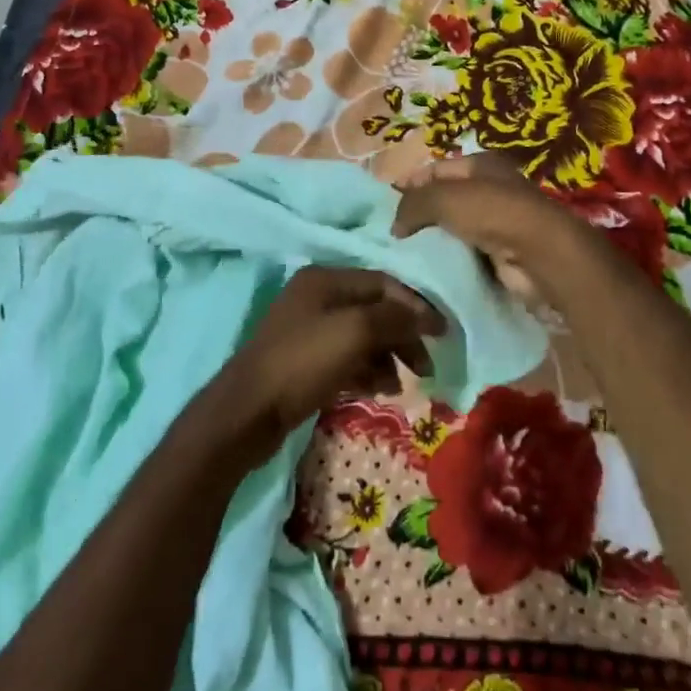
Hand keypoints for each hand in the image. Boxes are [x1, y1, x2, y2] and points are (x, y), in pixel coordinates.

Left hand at [218, 266, 443, 461]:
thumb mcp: (355, 332)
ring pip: (362, 337)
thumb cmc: (303, 362)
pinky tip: (378, 391)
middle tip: (425, 367)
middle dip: (403, 336)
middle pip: (374, 310)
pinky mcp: (304, 361)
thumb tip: (428, 316)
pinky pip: (346, 358)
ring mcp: (308, 330)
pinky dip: (366, 371)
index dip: (415, 305)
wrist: (248, 412)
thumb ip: (396, 318)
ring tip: (399, 386)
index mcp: (325, 279)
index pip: (384, 283)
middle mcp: (317, 297)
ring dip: (387, 357)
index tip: (443, 333)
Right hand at [391, 154, 582, 302]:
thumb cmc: (492, 213)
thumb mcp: (442, 197)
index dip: (408, 184)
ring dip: (433, 241)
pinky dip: (450, 260)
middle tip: (391, 235)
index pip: (434, 169)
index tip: (383, 207)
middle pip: (444, 199)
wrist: (539, 255)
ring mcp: (498, 221)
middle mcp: (490, 188)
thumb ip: (412, 204)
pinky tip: (429, 270)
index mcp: (480, 164)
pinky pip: (466, 253)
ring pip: (453, 228)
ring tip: (404, 255)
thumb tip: (395, 226)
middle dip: (419, 215)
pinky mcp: (501, 252)